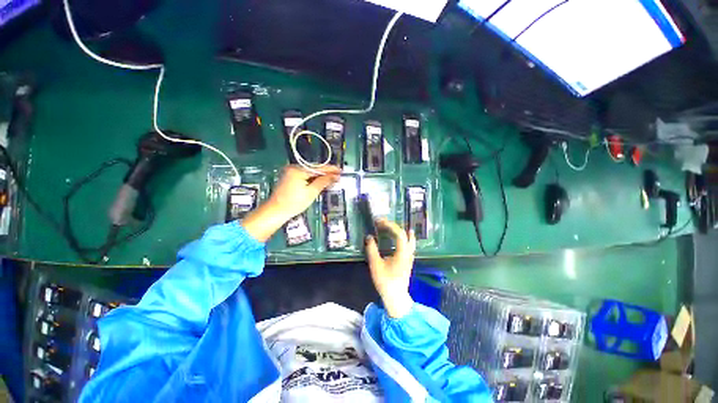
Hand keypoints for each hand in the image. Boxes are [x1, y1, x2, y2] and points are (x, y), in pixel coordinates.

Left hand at [243, 165, 339, 241]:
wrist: (276, 211)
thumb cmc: (294, 203)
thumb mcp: (311, 192)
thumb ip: (323, 182)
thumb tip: (335, 176)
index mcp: (298, 170)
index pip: (318, 168)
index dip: (330, 169)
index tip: (340, 171)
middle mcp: (294, 167)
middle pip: (314, 168)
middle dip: (326, 172)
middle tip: (338, 175)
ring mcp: (291, 172)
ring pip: (310, 172)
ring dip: (320, 175)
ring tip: (332, 178)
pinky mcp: (290, 176)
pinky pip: (305, 175)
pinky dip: (313, 178)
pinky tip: (321, 181)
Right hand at [365, 219, 416, 317]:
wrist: (396, 297)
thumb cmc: (385, 281)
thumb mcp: (375, 265)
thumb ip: (371, 249)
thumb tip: (369, 237)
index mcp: (402, 252)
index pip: (399, 233)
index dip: (389, 225)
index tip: (379, 221)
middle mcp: (408, 253)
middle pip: (405, 234)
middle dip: (394, 226)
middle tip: (383, 223)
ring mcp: (410, 257)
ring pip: (409, 239)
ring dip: (401, 231)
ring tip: (394, 226)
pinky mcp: (408, 261)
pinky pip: (409, 245)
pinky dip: (404, 238)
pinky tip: (400, 239)